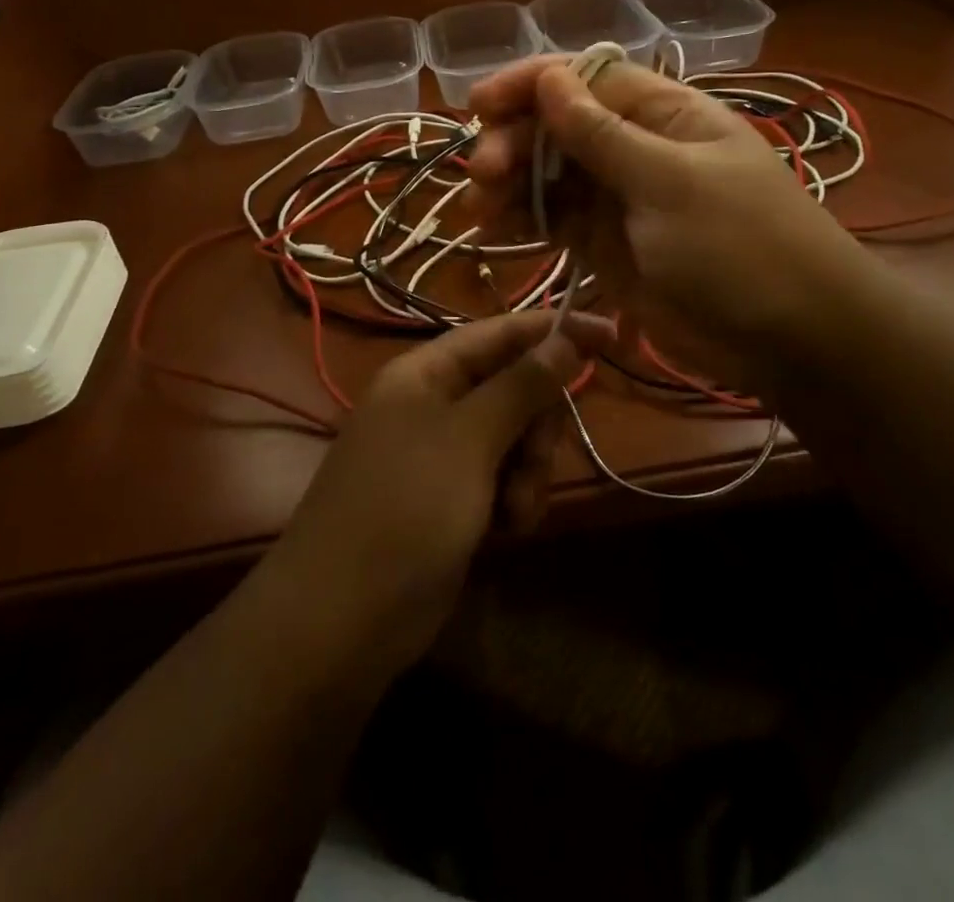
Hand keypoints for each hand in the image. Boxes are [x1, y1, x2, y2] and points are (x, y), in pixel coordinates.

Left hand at [267, 310, 612, 672]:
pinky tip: (508, 531)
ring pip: (513, 437)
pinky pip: (501, 478)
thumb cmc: (404, 511)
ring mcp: (441, 454)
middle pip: (513, 387)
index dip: (554, 330)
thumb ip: (520, 386)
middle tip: (534, 462)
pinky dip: (513, 499)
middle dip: (537, 425)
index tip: (612, 335)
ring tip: (517, 512)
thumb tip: (563, 337)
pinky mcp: (450, 499)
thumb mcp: (469, 440)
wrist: (341, 622)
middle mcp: (432, 404)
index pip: (500, 333)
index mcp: (425, 373)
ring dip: (529, 471)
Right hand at [466, 56, 871, 393]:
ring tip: (477, 210)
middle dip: (515, 143)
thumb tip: (550, 77)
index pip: (586, 79)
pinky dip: (522, 224)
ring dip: (508, 186)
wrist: (793, 340)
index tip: (479, 106)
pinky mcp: (607, 246)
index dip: (530, 84)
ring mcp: (620, 200)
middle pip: (558, 128)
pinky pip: (555, 223)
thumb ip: (602, 134)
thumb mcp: (670, 182)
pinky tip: (491, 233)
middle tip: (484, 175)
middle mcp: (637, 148)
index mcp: (664, 114)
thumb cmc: (740, 246)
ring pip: (549, 177)